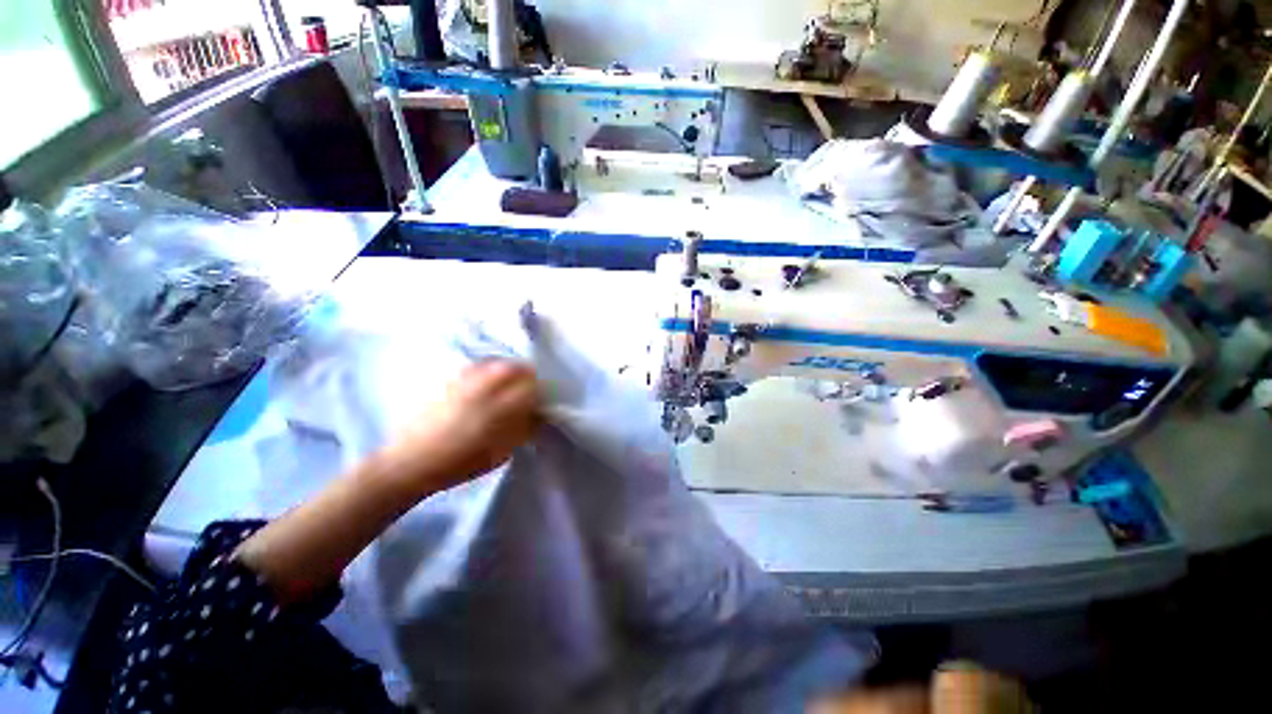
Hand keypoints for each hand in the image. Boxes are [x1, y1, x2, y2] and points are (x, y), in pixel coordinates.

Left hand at [386, 360, 541, 493]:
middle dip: (526, 375)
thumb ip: (522, 430)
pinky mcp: (449, 381)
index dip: (539, 392)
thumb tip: (537, 415)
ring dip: (509, 369)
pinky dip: (490, 368)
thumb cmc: (459, 464)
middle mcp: (482, 390)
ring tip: (509, 382)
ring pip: (496, 363)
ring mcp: (464, 382)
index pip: (530, 388)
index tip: (539, 401)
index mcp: (497, 410)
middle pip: (514, 368)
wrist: (410, 462)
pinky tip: (487, 381)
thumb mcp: (500, 454)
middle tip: (528, 387)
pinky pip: (478, 366)